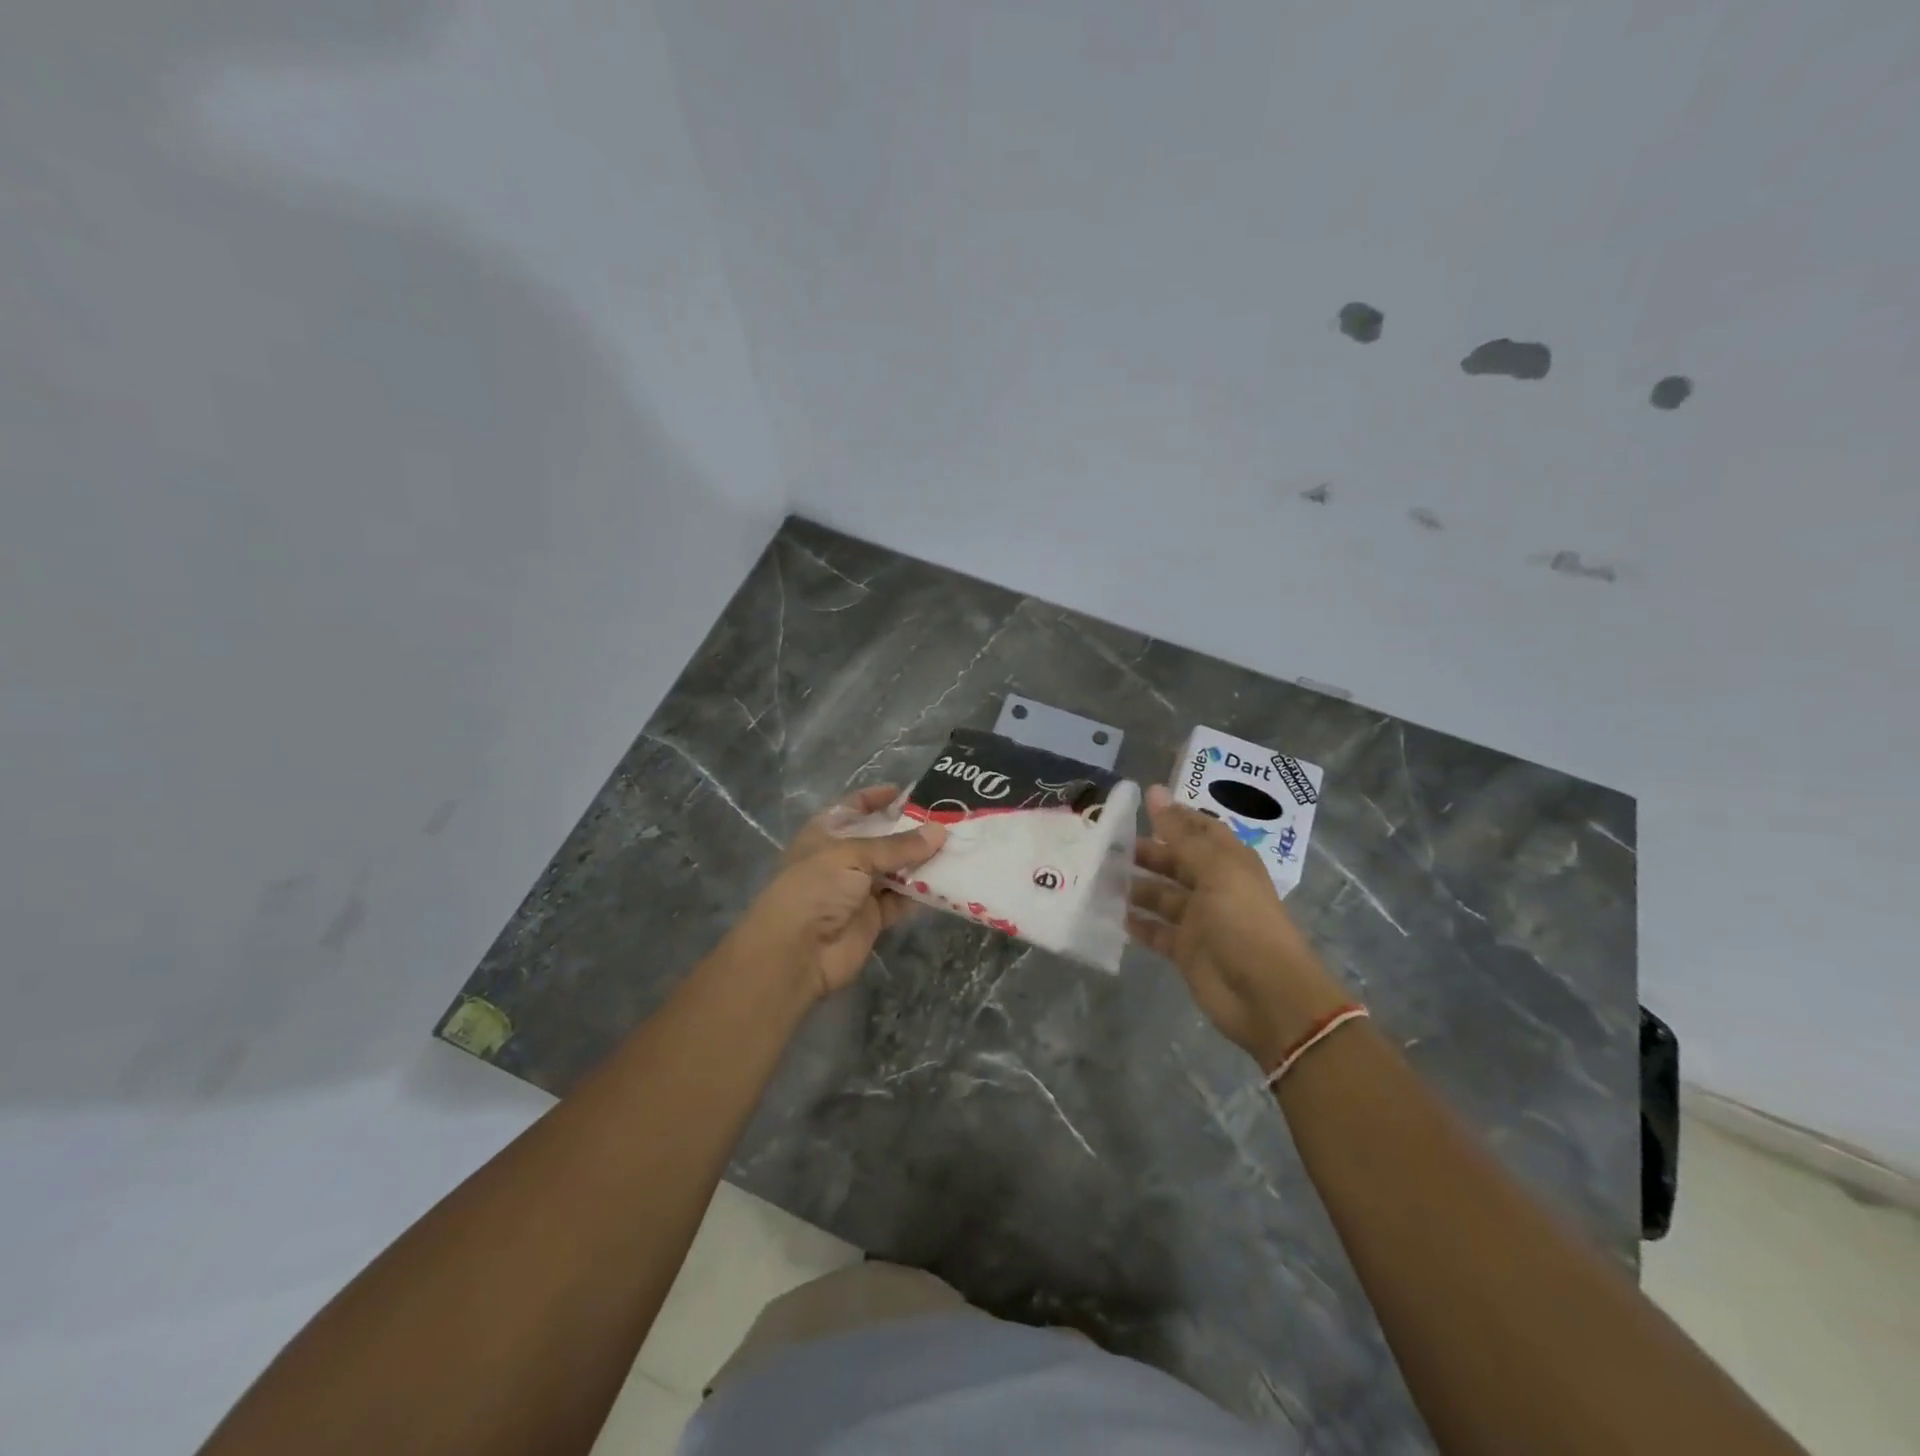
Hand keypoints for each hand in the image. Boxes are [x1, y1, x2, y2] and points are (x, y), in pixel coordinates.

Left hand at [726, 785, 946, 1002]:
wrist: (797, 953)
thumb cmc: (816, 888)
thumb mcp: (853, 855)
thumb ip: (898, 845)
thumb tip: (939, 832)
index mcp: (826, 834)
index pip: (855, 807)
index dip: (879, 798)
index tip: (913, 793)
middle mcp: (842, 858)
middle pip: (881, 839)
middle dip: (911, 831)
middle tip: (949, 820)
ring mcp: (858, 890)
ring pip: (896, 869)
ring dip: (921, 861)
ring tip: (957, 846)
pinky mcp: (873, 918)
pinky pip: (902, 899)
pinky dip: (922, 892)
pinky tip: (948, 880)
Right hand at [1129, 785, 1348, 1067]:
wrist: (1266, 995)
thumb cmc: (1243, 922)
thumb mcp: (1214, 870)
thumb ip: (1180, 834)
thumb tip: (1154, 791)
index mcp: (1229, 862)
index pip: (1200, 829)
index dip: (1174, 816)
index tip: (1139, 804)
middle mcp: (1214, 886)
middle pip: (1176, 862)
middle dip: (1146, 852)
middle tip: (1106, 844)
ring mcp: (1199, 920)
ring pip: (1162, 896)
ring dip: (1135, 886)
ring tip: (1099, 876)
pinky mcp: (1185, 951)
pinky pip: (1156, 931)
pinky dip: (1137, 923)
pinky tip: (1111, 914)